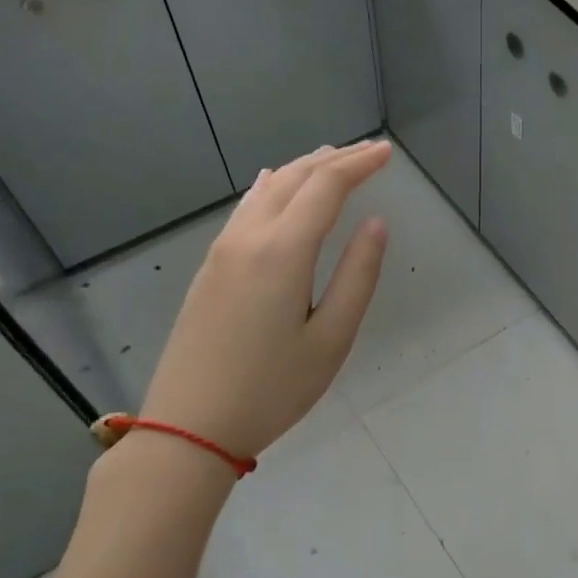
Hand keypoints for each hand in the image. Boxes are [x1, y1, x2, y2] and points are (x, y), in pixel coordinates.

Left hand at [139, 141, 391, 458]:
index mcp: (283, 250)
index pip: (326, 186)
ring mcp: (222, 250)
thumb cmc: (272, 389)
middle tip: (368, 151)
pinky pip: (245, 209)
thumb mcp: (331, 339)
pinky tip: (272, 184)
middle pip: (294, 178)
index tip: (387, 152)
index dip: (360, 164)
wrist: (189, 425)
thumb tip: (376, 224)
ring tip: (330, 160)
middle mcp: (249, 237)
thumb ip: (358, 276)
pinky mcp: (209, 268)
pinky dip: (271, 187)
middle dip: (335, 159)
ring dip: (302, 169)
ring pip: (266, 189)